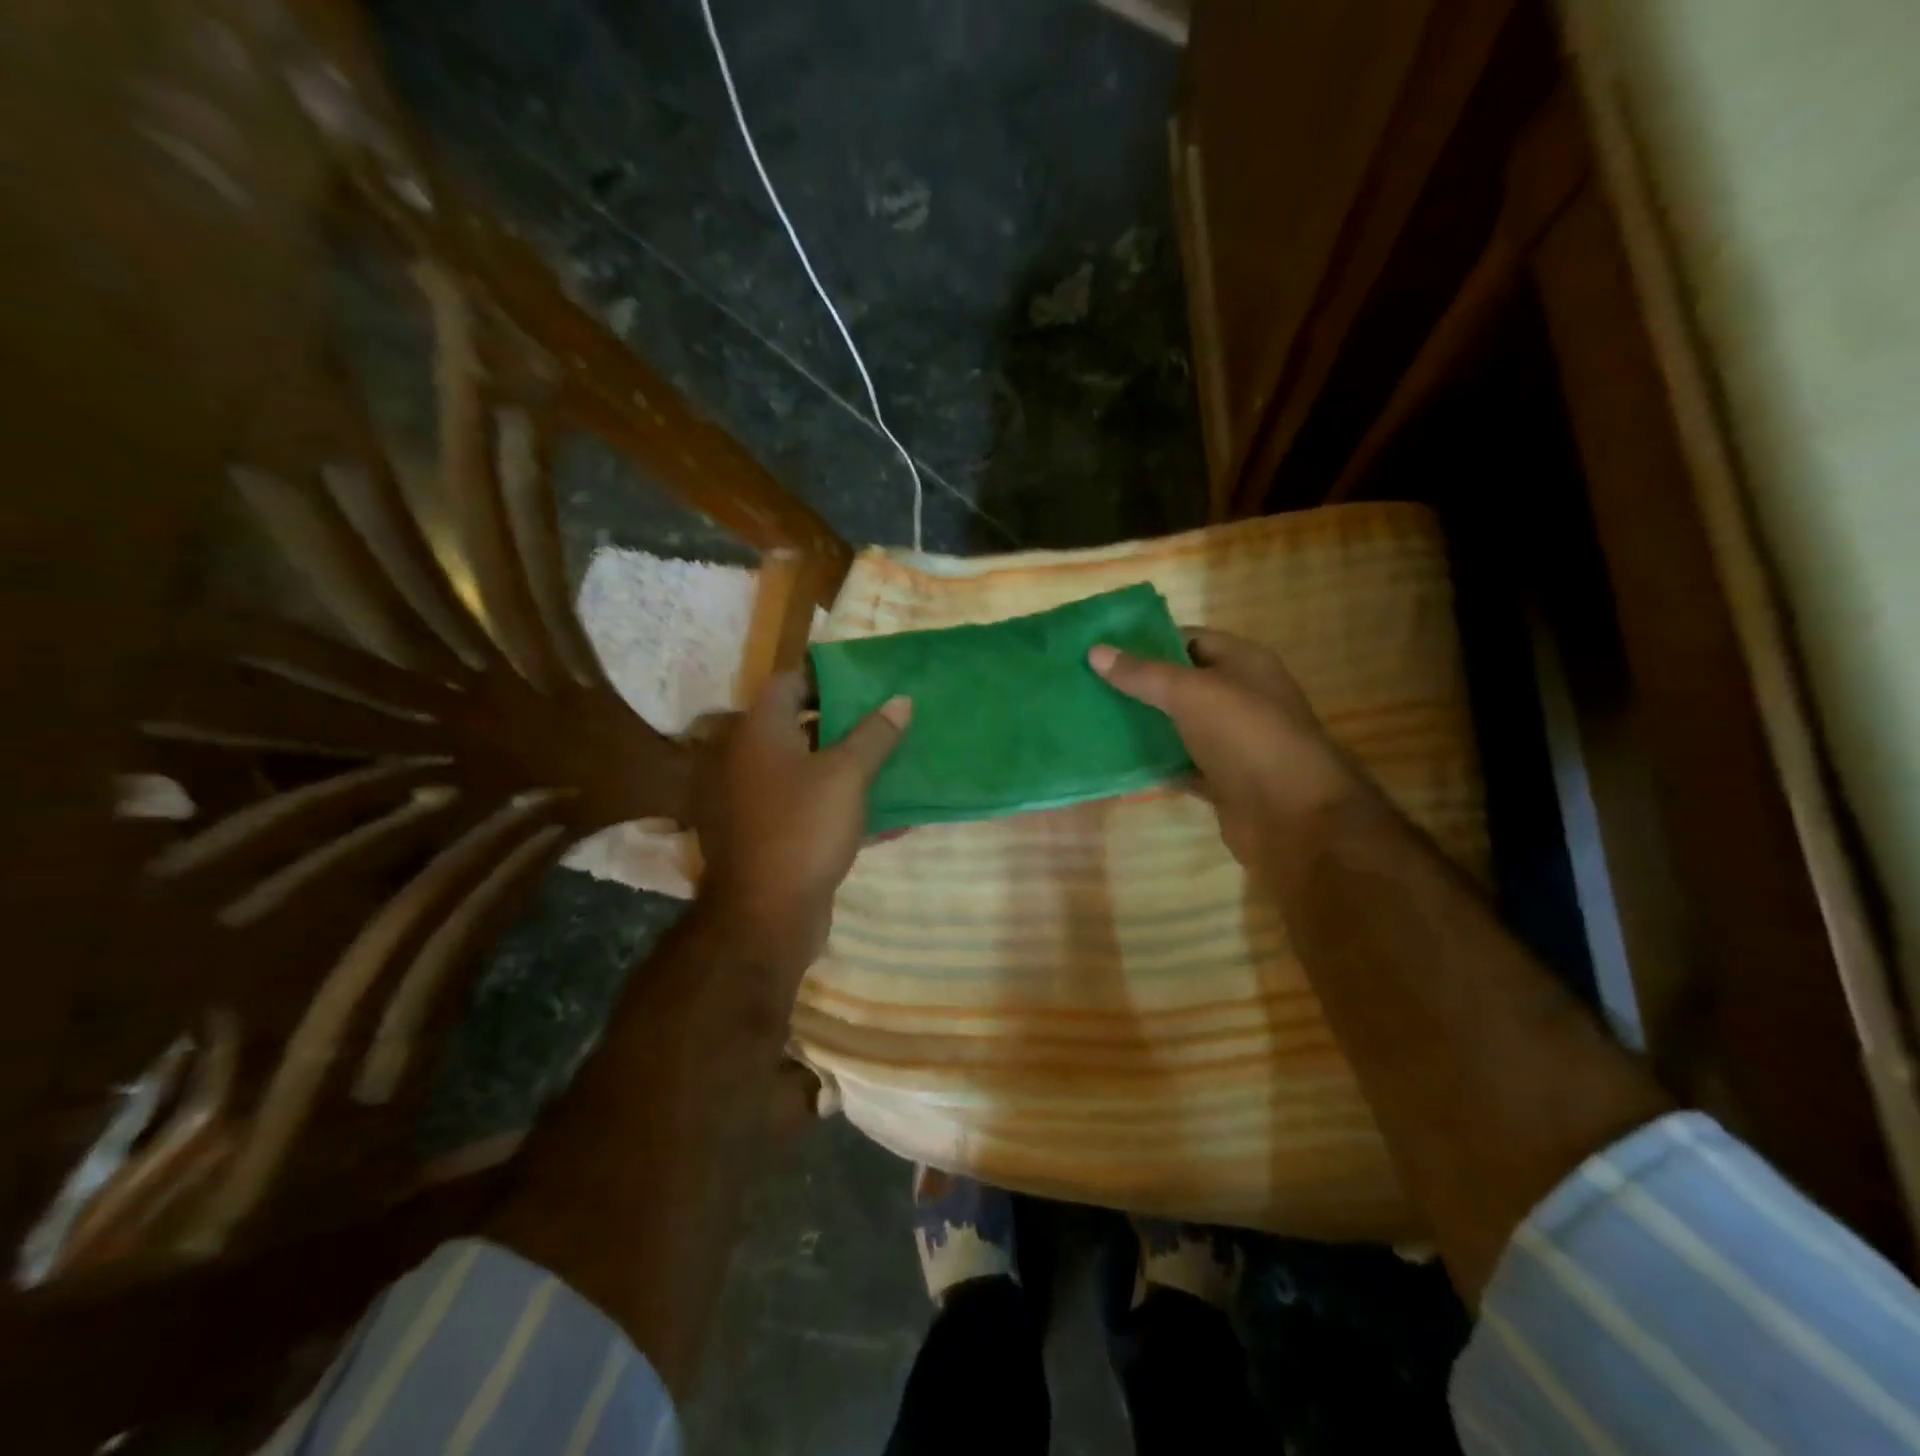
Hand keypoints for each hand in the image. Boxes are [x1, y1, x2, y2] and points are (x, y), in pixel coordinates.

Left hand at [696, 673, 910, 973]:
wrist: (766, 916)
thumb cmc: (803, 828)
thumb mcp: (847, 775)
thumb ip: (875, 735)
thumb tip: (901, 700)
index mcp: (759, 732)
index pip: (788, 683)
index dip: (827, 679)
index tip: (868, 685)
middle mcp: (749, 759)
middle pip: (800, 727)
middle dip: (847, 724)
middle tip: (889, 722)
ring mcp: (757, 800)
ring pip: (809, 770)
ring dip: (849, 767)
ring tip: (894, 763)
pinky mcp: (772, 835)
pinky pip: (811, 808)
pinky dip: (842, 806)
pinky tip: (888, 816)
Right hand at [1089, 628, 1361, 876]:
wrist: (1293, 816)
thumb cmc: (1246, 737)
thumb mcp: (1191, 694)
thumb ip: (1143, 674)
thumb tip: (1095, 652)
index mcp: (1243, 663)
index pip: (1189, 639)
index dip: (1147, 641)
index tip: (1103, 648)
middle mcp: (1240, 697)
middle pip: (1181, 684)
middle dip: (1138, 685)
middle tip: (1088, 685)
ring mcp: (1232, 742)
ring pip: (1178, 726)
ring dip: (1142, 726)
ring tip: (1093, 720)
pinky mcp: (1222, 780)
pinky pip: (1180, 765)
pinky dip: (1154, 765)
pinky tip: (1116, 763)